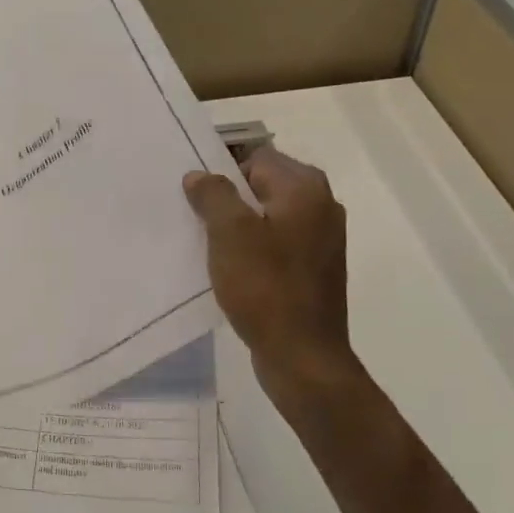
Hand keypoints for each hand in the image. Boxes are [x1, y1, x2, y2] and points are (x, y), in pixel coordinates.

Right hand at [183, 146, 365, 400]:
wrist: (302, 355)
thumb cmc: (265, 287)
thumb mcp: (230, 233)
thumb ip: (213, 194)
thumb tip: (199, 175)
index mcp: (305, 188)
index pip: (255, 157)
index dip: (221, 169)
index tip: (192, 192)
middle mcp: (321, 206)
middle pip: (262, 185)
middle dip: (227, 197)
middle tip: (192, 216)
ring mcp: (321, 239)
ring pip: (267, 216)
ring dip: (237, 225)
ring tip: (206, 242)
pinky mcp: (313, 268)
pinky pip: (275, 243)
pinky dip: (252, 248)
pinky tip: (228, 267)